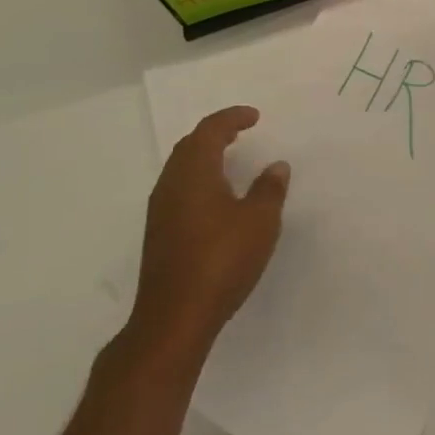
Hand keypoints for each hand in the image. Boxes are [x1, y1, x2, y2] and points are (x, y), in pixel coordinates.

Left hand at [125, 106, 288, 362]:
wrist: (174, 318)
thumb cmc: (221, 260)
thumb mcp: (259, 221)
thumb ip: (269, 189)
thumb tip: (276, 166)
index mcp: (194, 172)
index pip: (210, 131)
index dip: (232, 118)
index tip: (254, 116)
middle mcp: (171, 184)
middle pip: (190, 146)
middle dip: (215, 134)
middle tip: (240, 132)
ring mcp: (160, 211)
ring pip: (181, 169)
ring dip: (204, 158)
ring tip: (230, 161)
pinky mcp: (159, 235)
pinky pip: (179, 191)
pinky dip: (198, 181)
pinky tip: (216, 199)